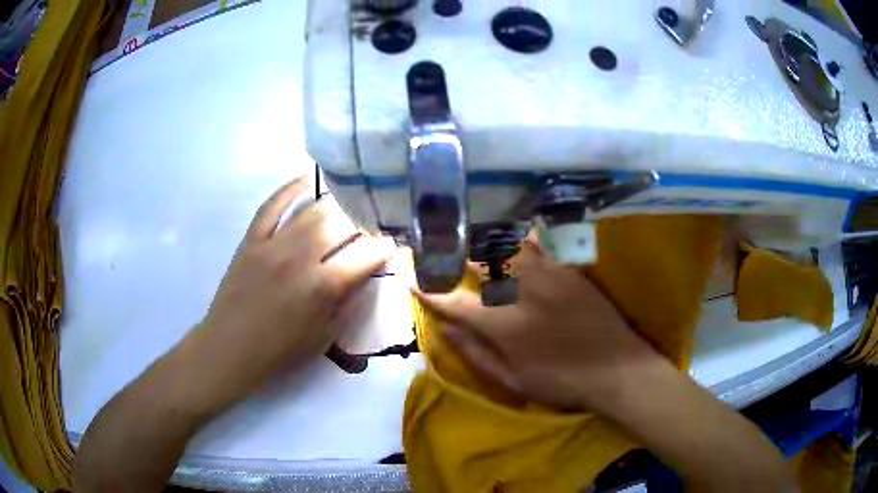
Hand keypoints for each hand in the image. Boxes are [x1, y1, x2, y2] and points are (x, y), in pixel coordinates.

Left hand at [183, 178, 393, 408]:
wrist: (232, 346)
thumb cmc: (281, 349)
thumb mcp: (326, 336)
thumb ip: (348, 304)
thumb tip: (363, 276)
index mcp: (323, 288)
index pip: (365, 256)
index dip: (384, 247)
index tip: (391, 243)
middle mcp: (301, 259)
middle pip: (340, 225)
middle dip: (361, 222)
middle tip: (367, 224)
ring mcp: (273, 245)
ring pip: (311, 211)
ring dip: (334, 204)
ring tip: (346, 203)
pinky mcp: (252, 239)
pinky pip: (272, 205)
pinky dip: (290, 189)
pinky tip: (306, 179)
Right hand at [414, 241, 662, 411]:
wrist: (618, 369)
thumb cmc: (562, 381)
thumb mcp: (513, 380)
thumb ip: (476, 353)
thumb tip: (446, 329)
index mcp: (505, 324)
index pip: (455, 301)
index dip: (429, 290)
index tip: (411, 281)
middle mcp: (523, 291)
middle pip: (478, 261)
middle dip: (451, 255)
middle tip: (436, 251)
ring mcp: (548, 275)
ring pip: (507, 245)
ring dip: (482, 240)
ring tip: (466, 238)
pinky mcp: (568, 269)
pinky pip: (539, 244)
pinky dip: (518, 238)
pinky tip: (510, 237)